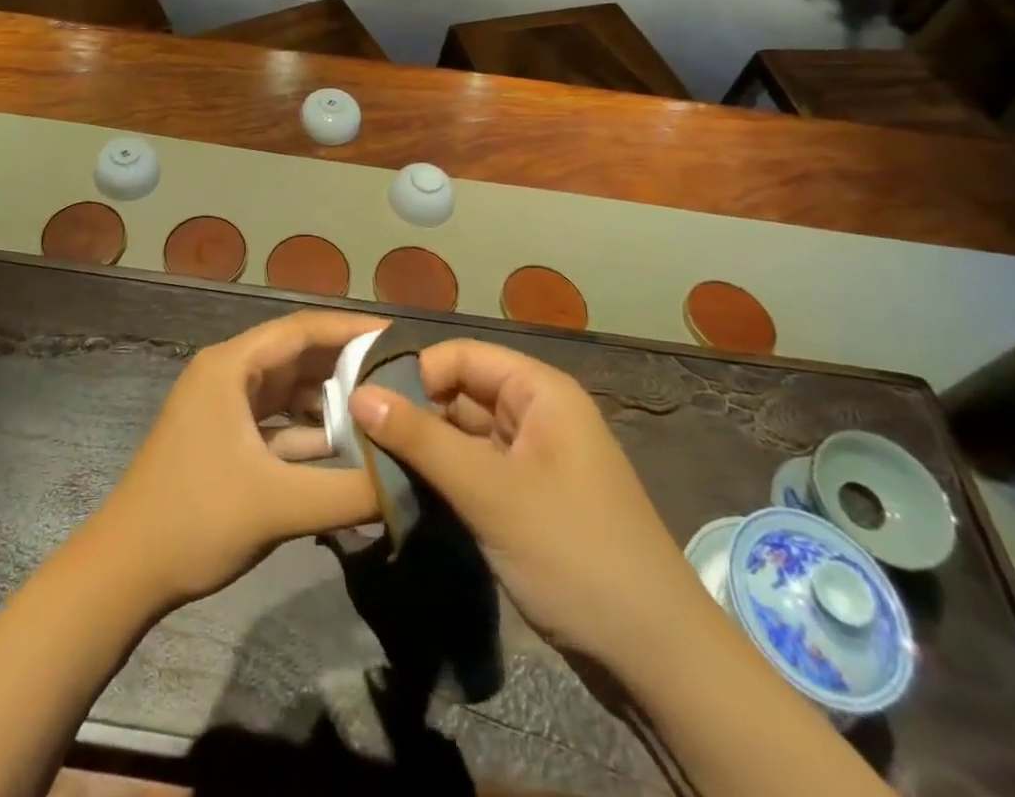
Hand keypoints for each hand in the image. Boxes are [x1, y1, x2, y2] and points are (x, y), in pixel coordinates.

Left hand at [86, 310, 384, 611]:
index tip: (398, 338)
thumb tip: (412, 481)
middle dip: (346, 365)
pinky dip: (309, 430)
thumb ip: (349, 492)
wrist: (123, 573)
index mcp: (230, 366)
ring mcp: (223, 407)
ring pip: (288, 389)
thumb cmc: (195, 520)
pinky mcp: (225, 438)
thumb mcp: (279, 505)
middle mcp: (227, 374)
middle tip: (401, 376)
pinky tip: (347, 448)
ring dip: (330, 400)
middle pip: (297, 355)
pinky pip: (277, 420)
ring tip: (383, 409)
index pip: (301, 329)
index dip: (351, 329)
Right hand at [349, 339, 708, 667]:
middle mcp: (537, 414)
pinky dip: (444, 477)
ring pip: (464, 434)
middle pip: (461, 392)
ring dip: (425, 448)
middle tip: (359, 438)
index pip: (462, 355)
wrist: (657, 659)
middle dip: (414, 412)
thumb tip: (357, 393)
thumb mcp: (489, 492)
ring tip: (371, 464)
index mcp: (540, 391)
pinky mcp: (528, 499)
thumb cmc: (573, 552)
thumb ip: (421, 440)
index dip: (415, 372)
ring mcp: (534, 459)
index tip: (366, 403)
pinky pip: (475, 470)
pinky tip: (407, 492)